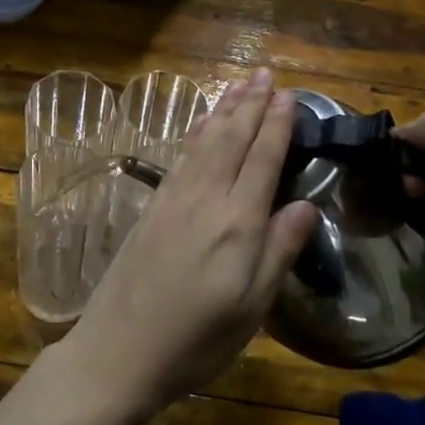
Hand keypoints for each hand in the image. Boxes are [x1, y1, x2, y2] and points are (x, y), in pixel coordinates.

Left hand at [54, 68, 319, 424]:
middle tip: (266, 73)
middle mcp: (204, 199)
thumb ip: (279, 251)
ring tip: (239, 85)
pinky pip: (181, 156)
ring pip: (204, 141)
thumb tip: (307, 204)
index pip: (262, 159)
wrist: (118, 351)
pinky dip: (195, 132)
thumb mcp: (251, 309)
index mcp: (236, 223)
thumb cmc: (195, 341)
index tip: (289, 95)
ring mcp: (173, 200)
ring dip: (223, 110)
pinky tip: (200, 123)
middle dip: (251, 104)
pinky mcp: (152, 208)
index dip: (277, 125)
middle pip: (231, 139)